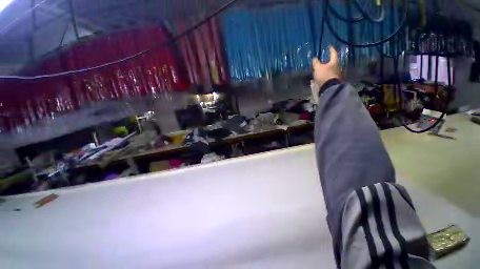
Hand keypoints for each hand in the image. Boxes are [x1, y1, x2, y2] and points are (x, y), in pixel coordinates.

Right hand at [312, 46, 340, 90]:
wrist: (329, 87)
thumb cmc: (324, 75)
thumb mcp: (318, 68)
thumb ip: (316, 63)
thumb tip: (314, 58)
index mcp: (334, 62)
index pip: (333, 54)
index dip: (331, 50)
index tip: (330, 47)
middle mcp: (336, 67)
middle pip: (332, 63)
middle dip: (327, 62)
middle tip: (322, 62)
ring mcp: (335, 74)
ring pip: (330, 70)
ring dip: (325, 70)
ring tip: (319, 71)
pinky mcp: (333, 81)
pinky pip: (328, 76)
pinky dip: (324, 76)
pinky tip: (320, 77)